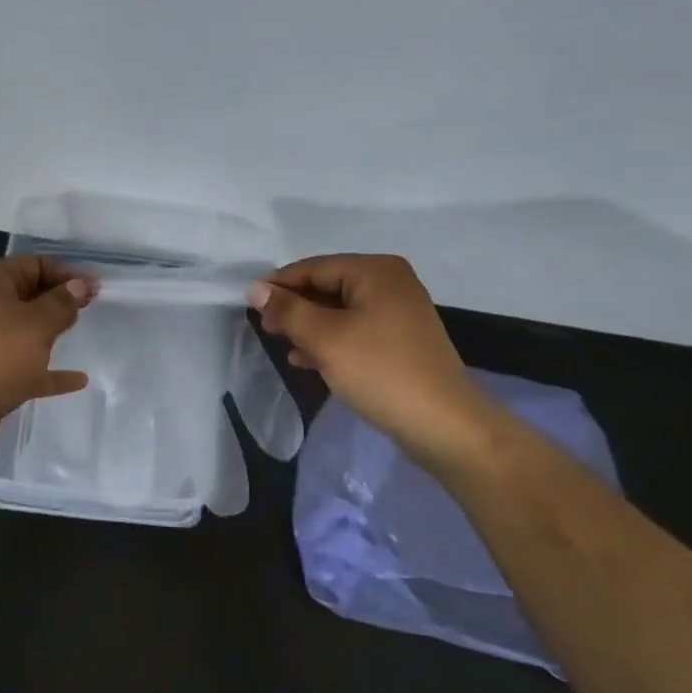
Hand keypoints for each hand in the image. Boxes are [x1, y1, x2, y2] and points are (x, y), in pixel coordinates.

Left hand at [0, 255, 98, 454]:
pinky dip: (48, 370)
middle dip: (58, 300)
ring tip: (80, 333)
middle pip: (28, 295)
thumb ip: (62, 303)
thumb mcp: (37, 324)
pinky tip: (77, 380)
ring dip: (51, 332)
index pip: (33, 264)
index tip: (94, 289)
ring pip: (24, 330)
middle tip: (90, 308)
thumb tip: (79, 284)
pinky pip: (25, 366)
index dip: (65, 273)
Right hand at [249, 254, 500, 472]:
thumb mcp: (325, 338)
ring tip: (282, 344)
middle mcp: (390, 283)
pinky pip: (355, 330)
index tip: (248, 305)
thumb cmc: (380, 371)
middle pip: (328, 286)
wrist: (443, 425)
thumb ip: (288, 310)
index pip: (314, 267)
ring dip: (309, 326)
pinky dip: (330, 341)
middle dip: (295, 307)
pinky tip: (306, 360)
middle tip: (264, 328)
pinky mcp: (401, 341)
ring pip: (340, 311)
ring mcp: (399, 312)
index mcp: (375, 271)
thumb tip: (255, 289)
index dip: (279, 285)